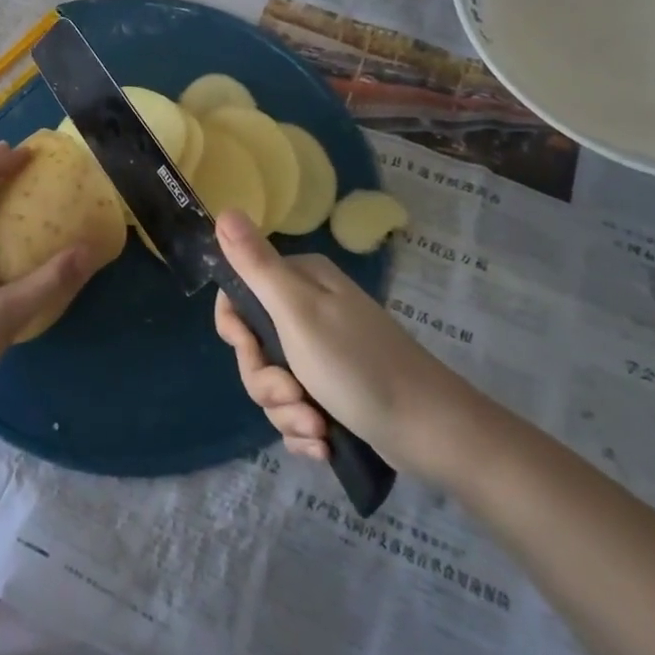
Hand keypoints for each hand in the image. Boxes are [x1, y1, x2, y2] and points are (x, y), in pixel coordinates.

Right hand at [212, 211, 481, 480]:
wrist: (432, 431)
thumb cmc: (359, 365)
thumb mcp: (298, 311)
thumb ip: (256, 264)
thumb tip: (223, 210)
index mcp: (299, 281)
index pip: (238, 295)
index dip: (236, 330)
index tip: (250, 349)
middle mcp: (308, 310)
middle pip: (253, 346)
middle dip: (266, 382)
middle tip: (293, 395)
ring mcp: (321, 352)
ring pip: (271, 383)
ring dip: (286, 412)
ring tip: (317, 428)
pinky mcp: (332, 391)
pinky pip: (293, 409)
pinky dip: (303, 429)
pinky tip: (323, 444)